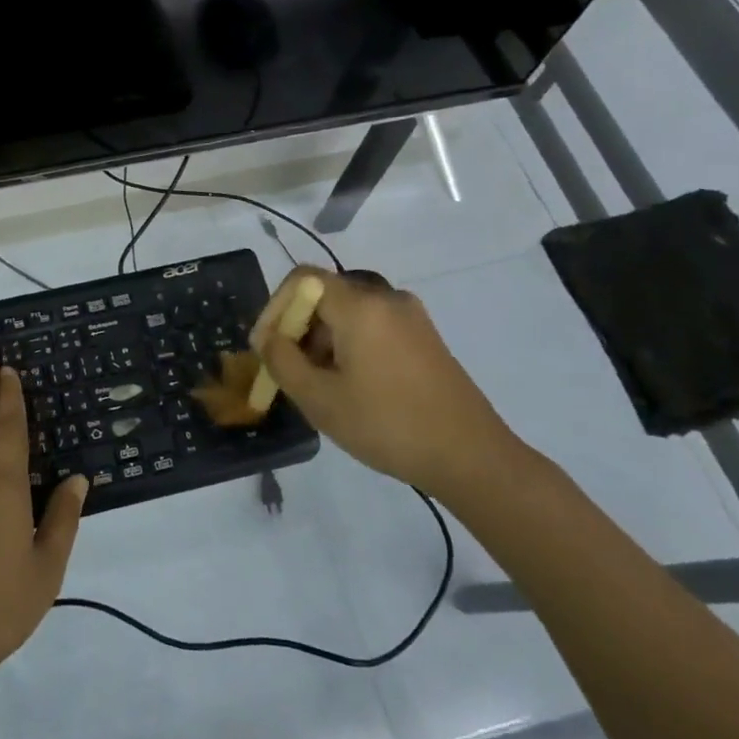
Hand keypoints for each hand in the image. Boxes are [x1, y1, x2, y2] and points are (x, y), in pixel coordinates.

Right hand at [252, 267, 521, 500]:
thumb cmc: (388, 425)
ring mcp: (411, 316)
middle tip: (289, 370)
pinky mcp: (425, 336)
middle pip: (326, 295)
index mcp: (360, 305)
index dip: (275, 307)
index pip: (302, 280)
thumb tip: (267, 338)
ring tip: (319, 384)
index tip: (266, 346)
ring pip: (350, 312)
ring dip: (324, 339)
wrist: (472, 457)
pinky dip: (351, 344)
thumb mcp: (320, 400)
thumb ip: (282, 361)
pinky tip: (352, 385)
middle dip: (299, 328)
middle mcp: (386, 298)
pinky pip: (374, 325)